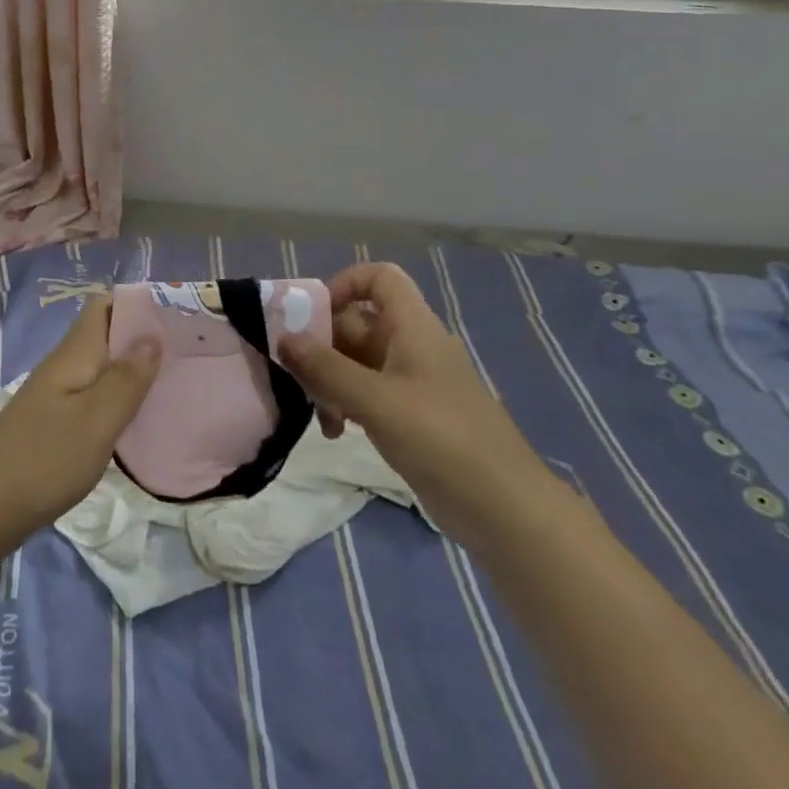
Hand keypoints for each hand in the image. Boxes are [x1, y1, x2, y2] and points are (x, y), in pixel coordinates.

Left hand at [0, 297, 159, 535]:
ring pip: (102, 368)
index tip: (177, 315)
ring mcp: (58, 396)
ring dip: (134, 370)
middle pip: (106, 336)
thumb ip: (126, 379)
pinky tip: (142, 418)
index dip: (138, 304)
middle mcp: (66, 366)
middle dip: (143, 338)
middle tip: (189, 352)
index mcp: (74, 354)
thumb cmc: (44, 458)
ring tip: (176, 382)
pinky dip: (120, 399)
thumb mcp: (95, 420)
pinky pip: (95, 397)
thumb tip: (152, 335)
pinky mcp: (56, 425)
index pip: (104, 307)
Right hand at [276, 262, 555, 540]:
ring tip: (317, 412)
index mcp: (412, 327)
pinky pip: (366, 393)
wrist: (505, 510)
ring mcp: (411, 382)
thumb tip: (283, 338)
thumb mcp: (375, 399)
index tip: (311, 316)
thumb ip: (325, 367)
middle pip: (356, 322)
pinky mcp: (410, 416)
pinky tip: (335, 432)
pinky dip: (345, 404)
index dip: (344, 284)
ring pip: (356, 361)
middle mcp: (411, 345)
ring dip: (329, 380)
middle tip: (295, 373)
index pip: (379, 278)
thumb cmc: (441, 438)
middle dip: (322, 345)